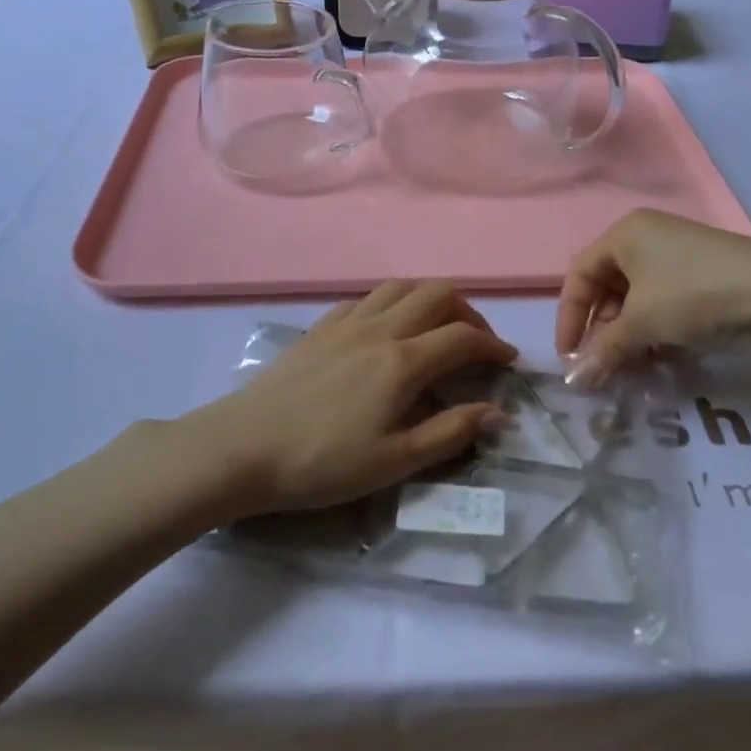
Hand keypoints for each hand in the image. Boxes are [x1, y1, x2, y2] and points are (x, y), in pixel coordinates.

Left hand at [186, 280, 517, 518]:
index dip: (493, 344)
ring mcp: (345, 323)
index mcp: (402, 362)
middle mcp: (379, 329)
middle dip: (467, 312)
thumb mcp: (394, 462)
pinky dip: (390, 304)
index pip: (463, 337)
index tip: (507, 361)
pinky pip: (365, 299)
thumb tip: (497, 412)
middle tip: (474, 343)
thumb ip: (449, 433)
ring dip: (429, 300)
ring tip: (435, 329)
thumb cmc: (322, 463)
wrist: (242, 448)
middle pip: (436, 293)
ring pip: (400, 287)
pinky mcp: (319, 327)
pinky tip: (385, 330)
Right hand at [557, 210, 750, 383]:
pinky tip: (663, 361)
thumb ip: (604, 350)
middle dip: (602, 332)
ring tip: (633, 370)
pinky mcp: (703, 279)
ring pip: (638, 302)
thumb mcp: (642, 323)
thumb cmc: (693, 295)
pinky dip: (657, 334)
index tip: (568, 356)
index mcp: (625, 234)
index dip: (568, 317)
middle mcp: (648, 239)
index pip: (579, 275)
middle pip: (608, 289)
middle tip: (603, 367)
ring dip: (630, 338)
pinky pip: (665, 306)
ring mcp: (679, 258)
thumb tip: (575, 380)